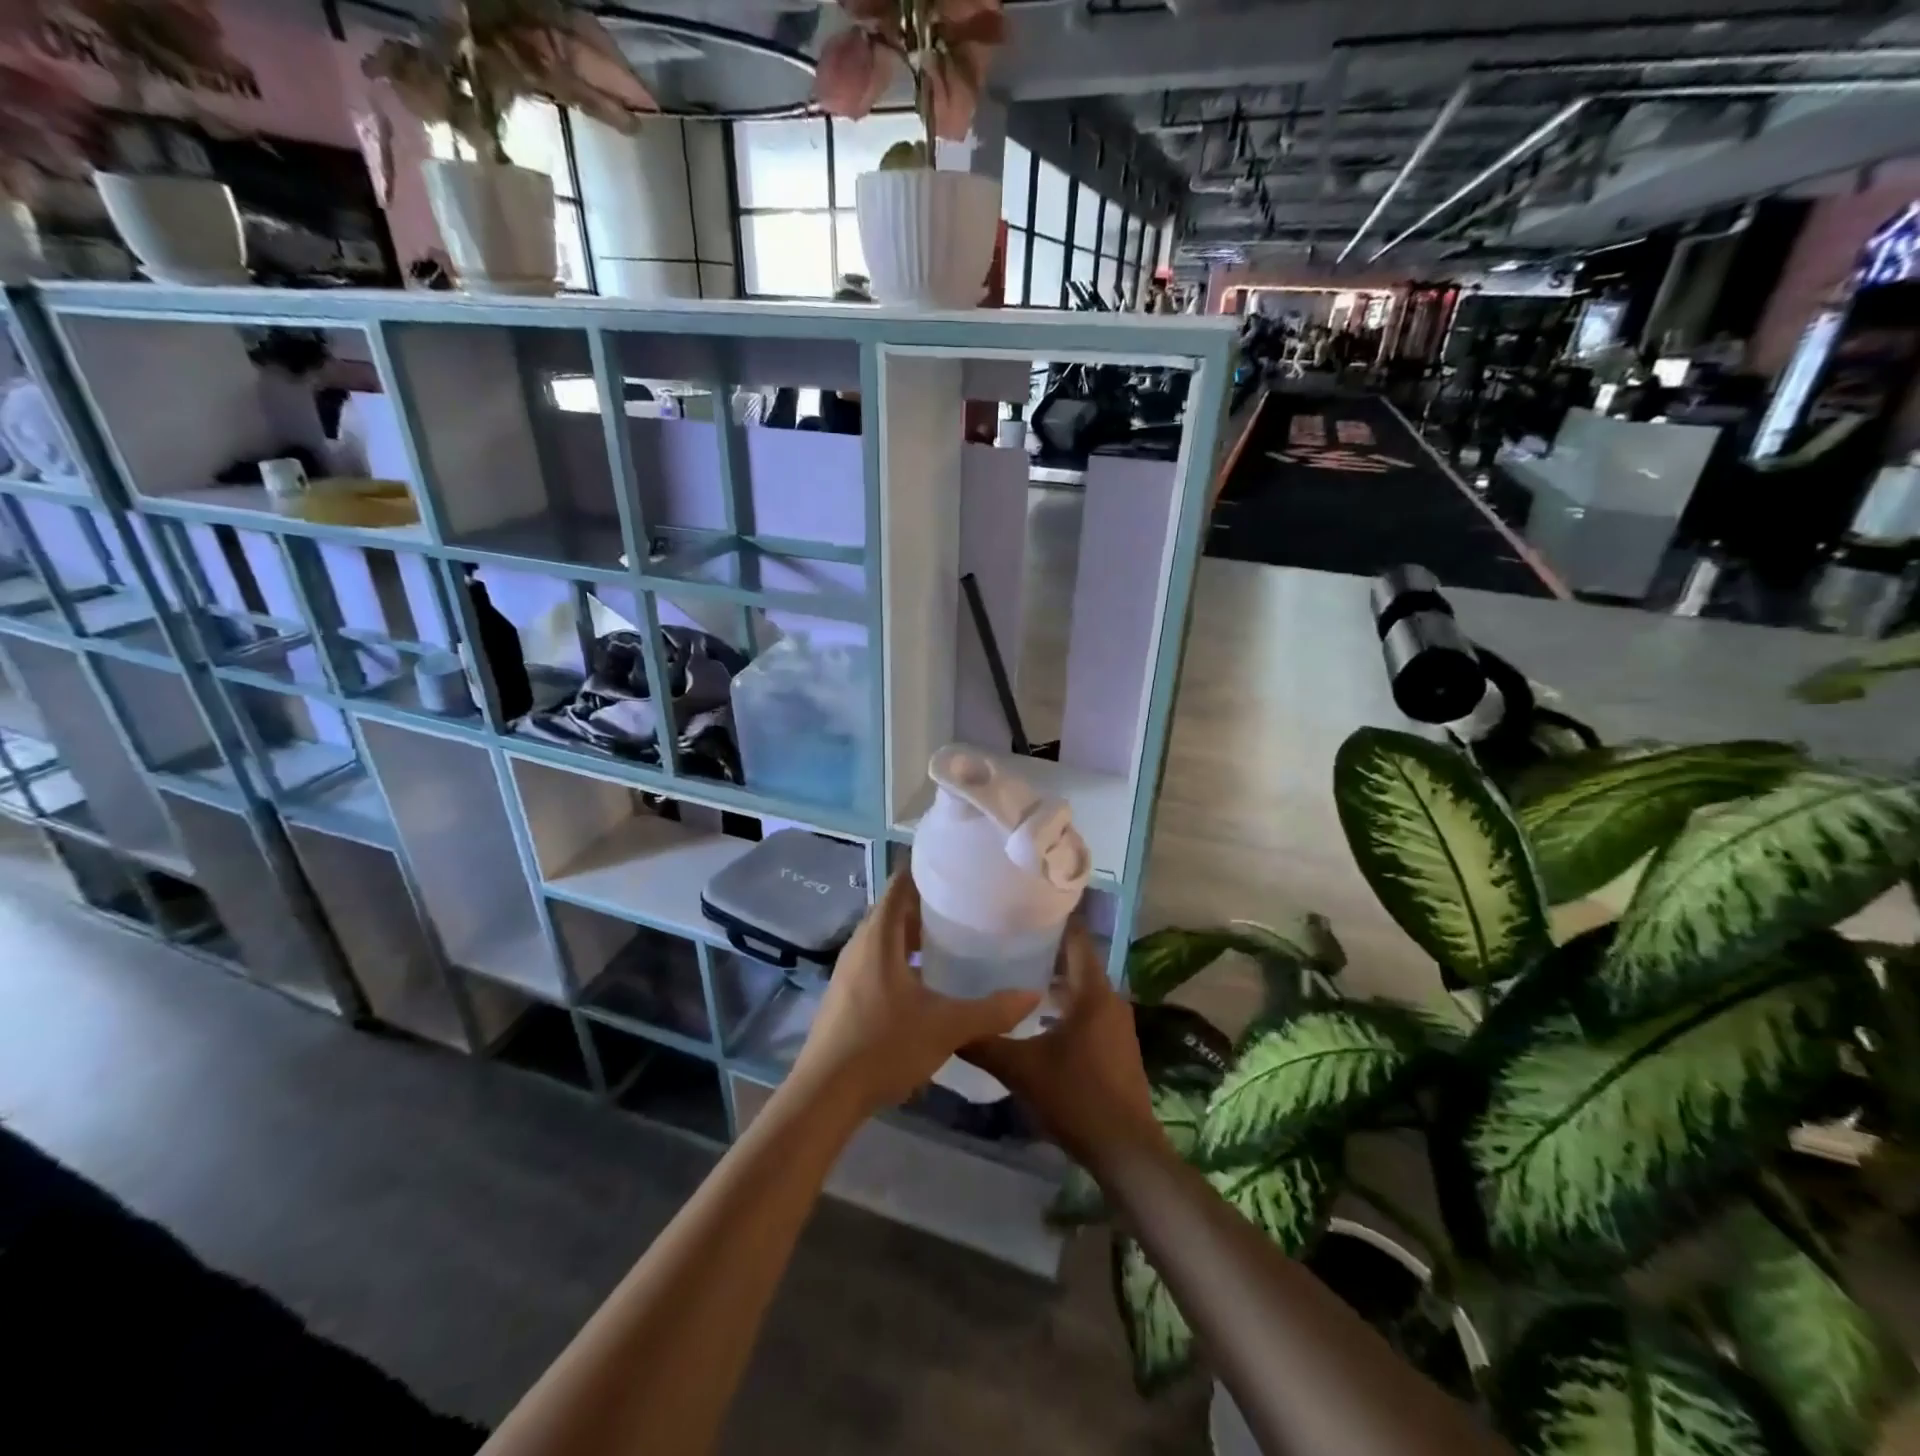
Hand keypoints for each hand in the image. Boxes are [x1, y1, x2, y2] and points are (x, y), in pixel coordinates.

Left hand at [790, 873, 1040, 1117]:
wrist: (825, 1095)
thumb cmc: (884, 1046)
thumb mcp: (946, 1027)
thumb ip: (991, 1011)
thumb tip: (1032, 995)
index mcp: (879, 937)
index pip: (900, 884)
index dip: (926, 871)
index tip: (959, 868)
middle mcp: (860, 945)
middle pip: (894, 909)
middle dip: (927, 904)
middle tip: (967, 904)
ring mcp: (849, 970)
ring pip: (885, 937)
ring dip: (913, 933)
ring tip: (953, 938)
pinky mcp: (846, 994)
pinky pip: (877, 960)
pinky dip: (901, 957)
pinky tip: (926, 980)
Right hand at [963, 921, 1163, 1171]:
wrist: (1125, 1150)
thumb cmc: (1075, 1098)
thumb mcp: (1021, 1070)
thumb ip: (983, 1044)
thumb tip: (947, 1027)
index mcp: (1092, 992)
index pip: (1076, 938)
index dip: (1053, 919)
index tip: (1023, 907)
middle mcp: (1110, 999)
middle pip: (1077, 961)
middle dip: (1045, 950)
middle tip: (1006, 941)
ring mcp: (1117, 1024)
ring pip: (1082, 988)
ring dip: (1054, 980)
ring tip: (1014, 975)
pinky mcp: (1117, 1045)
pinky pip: (1089, 1009)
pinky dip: (1065, 1003)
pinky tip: (1037, 1018)